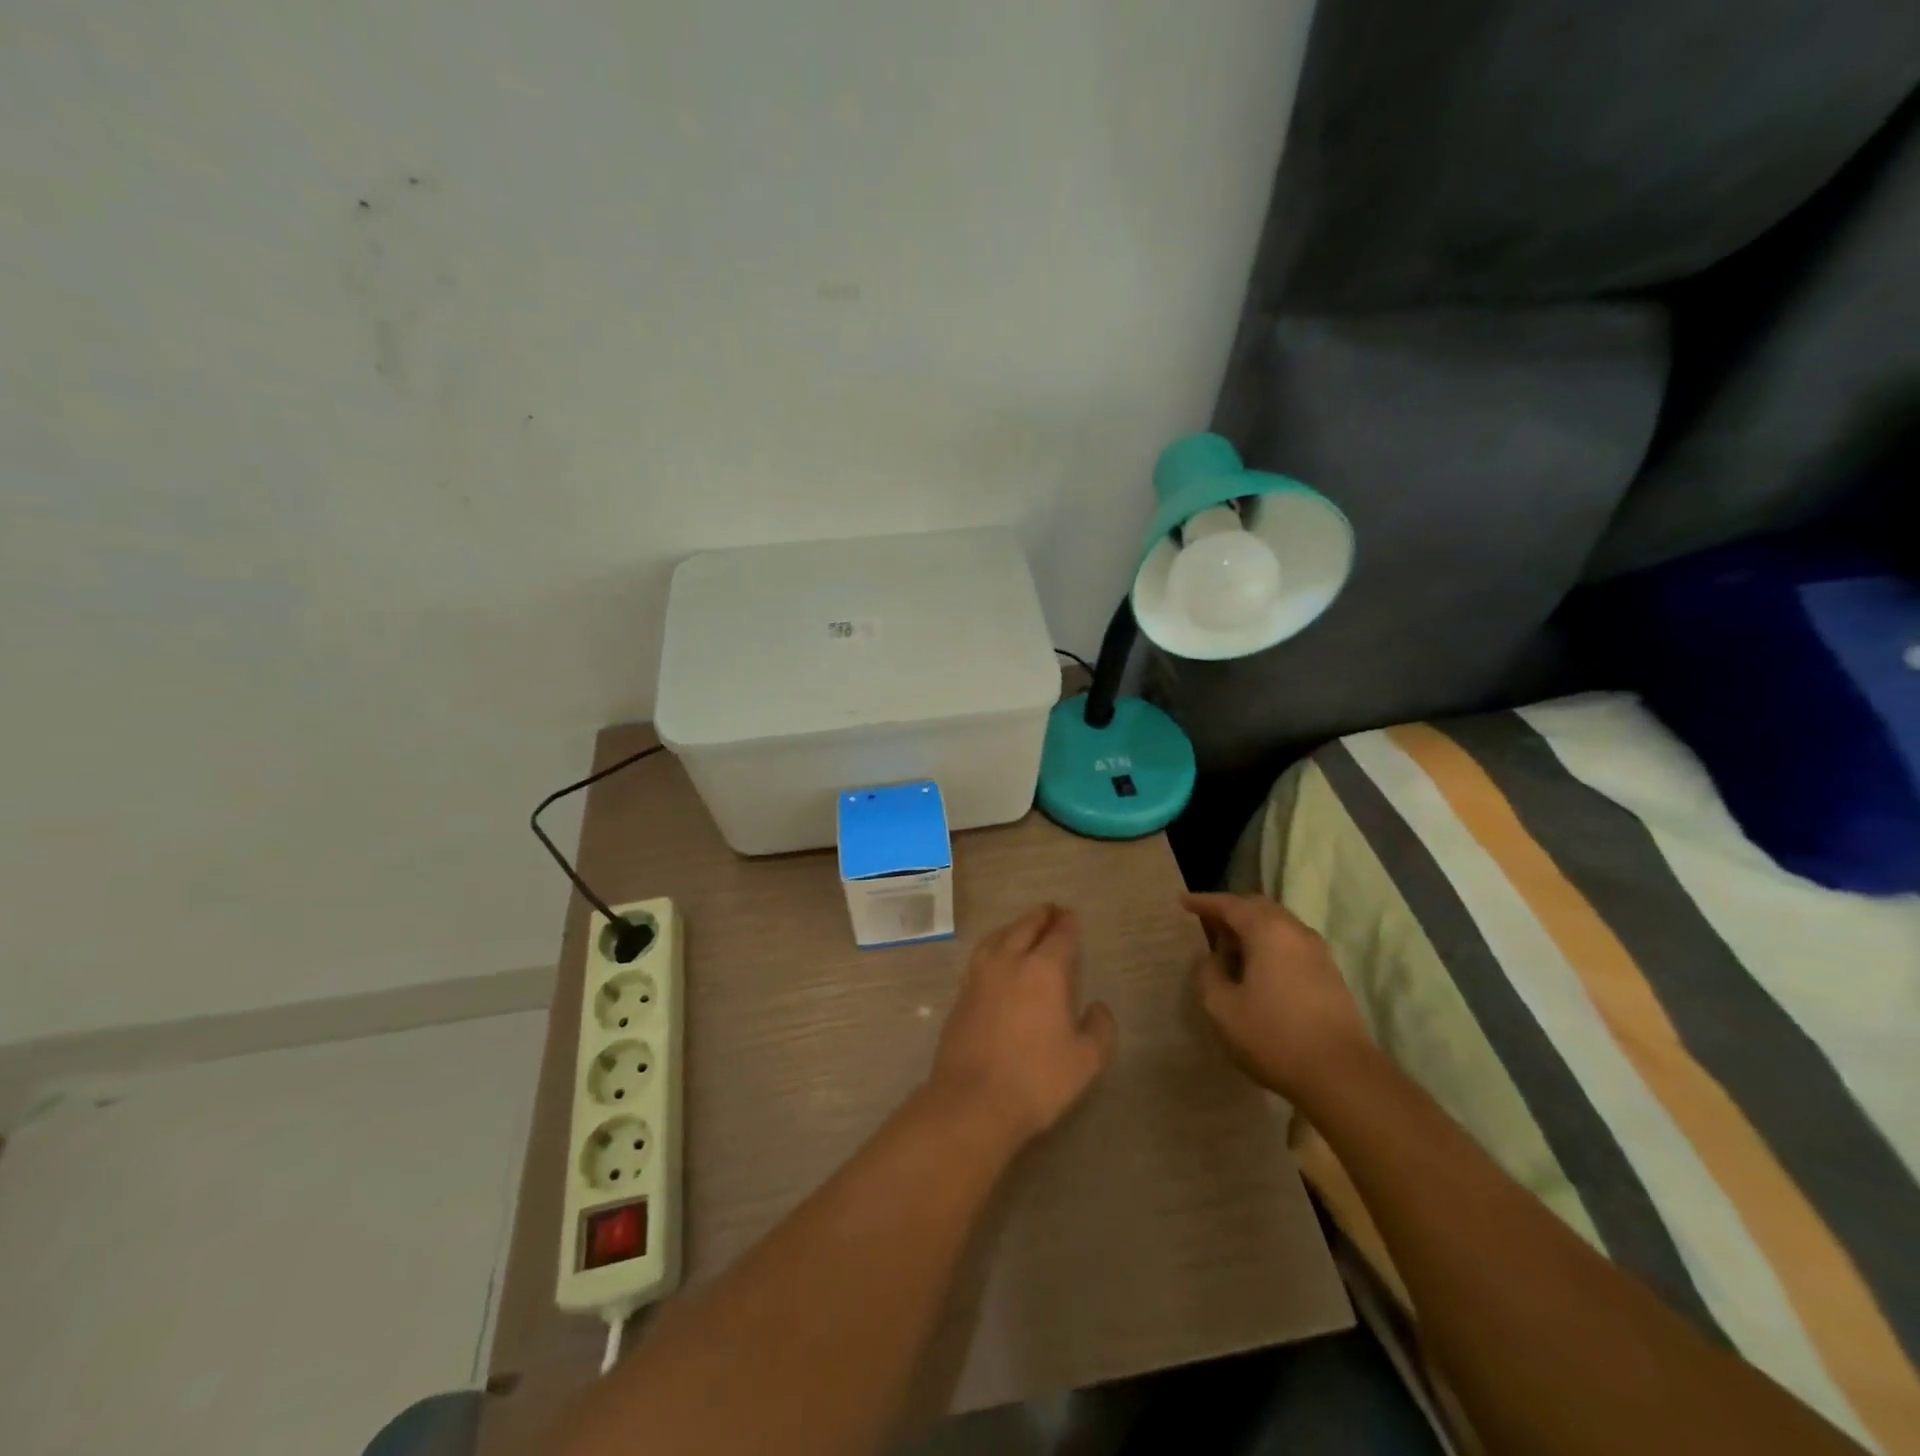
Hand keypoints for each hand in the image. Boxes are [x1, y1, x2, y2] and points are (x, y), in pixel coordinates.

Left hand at [929, 903, 1117, 1147]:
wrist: (972, 1101)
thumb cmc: (1036, 1080)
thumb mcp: (1085, 1061)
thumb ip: (1099, 1029)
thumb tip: (1097, 1007)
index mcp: (1044, 971)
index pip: (1059, 936)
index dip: (1068, 923)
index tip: (1072, 915)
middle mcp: (1010, 962)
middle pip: (1026, 927)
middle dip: (1041, 916)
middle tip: (1051, 911)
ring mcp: (980, 975)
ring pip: (999, 936)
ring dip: (1015, 926)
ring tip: (1024, 927)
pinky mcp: (961, 992)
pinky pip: (982, 954)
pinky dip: (995, 944)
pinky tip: (997, 957)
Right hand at [1183, 892, 1372, 1105]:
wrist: (1342, 1076)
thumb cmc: (1274, 1037)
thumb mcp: (1221, 1009)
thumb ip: (1208, 974)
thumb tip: (1212, 959)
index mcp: (1268, 931)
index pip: (1230, 904)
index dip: (1204, 902)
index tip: (1183, 901)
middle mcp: (1295, 931)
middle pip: (1258, 907)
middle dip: (1230, 910)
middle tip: (1205, 921)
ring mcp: (1318, 952)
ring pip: (1278, 924)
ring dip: (1251, 928)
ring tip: (1229, 946)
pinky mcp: (1329, 973)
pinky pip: (1291, 943)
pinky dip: (1269, 943)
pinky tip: (1257, 967)